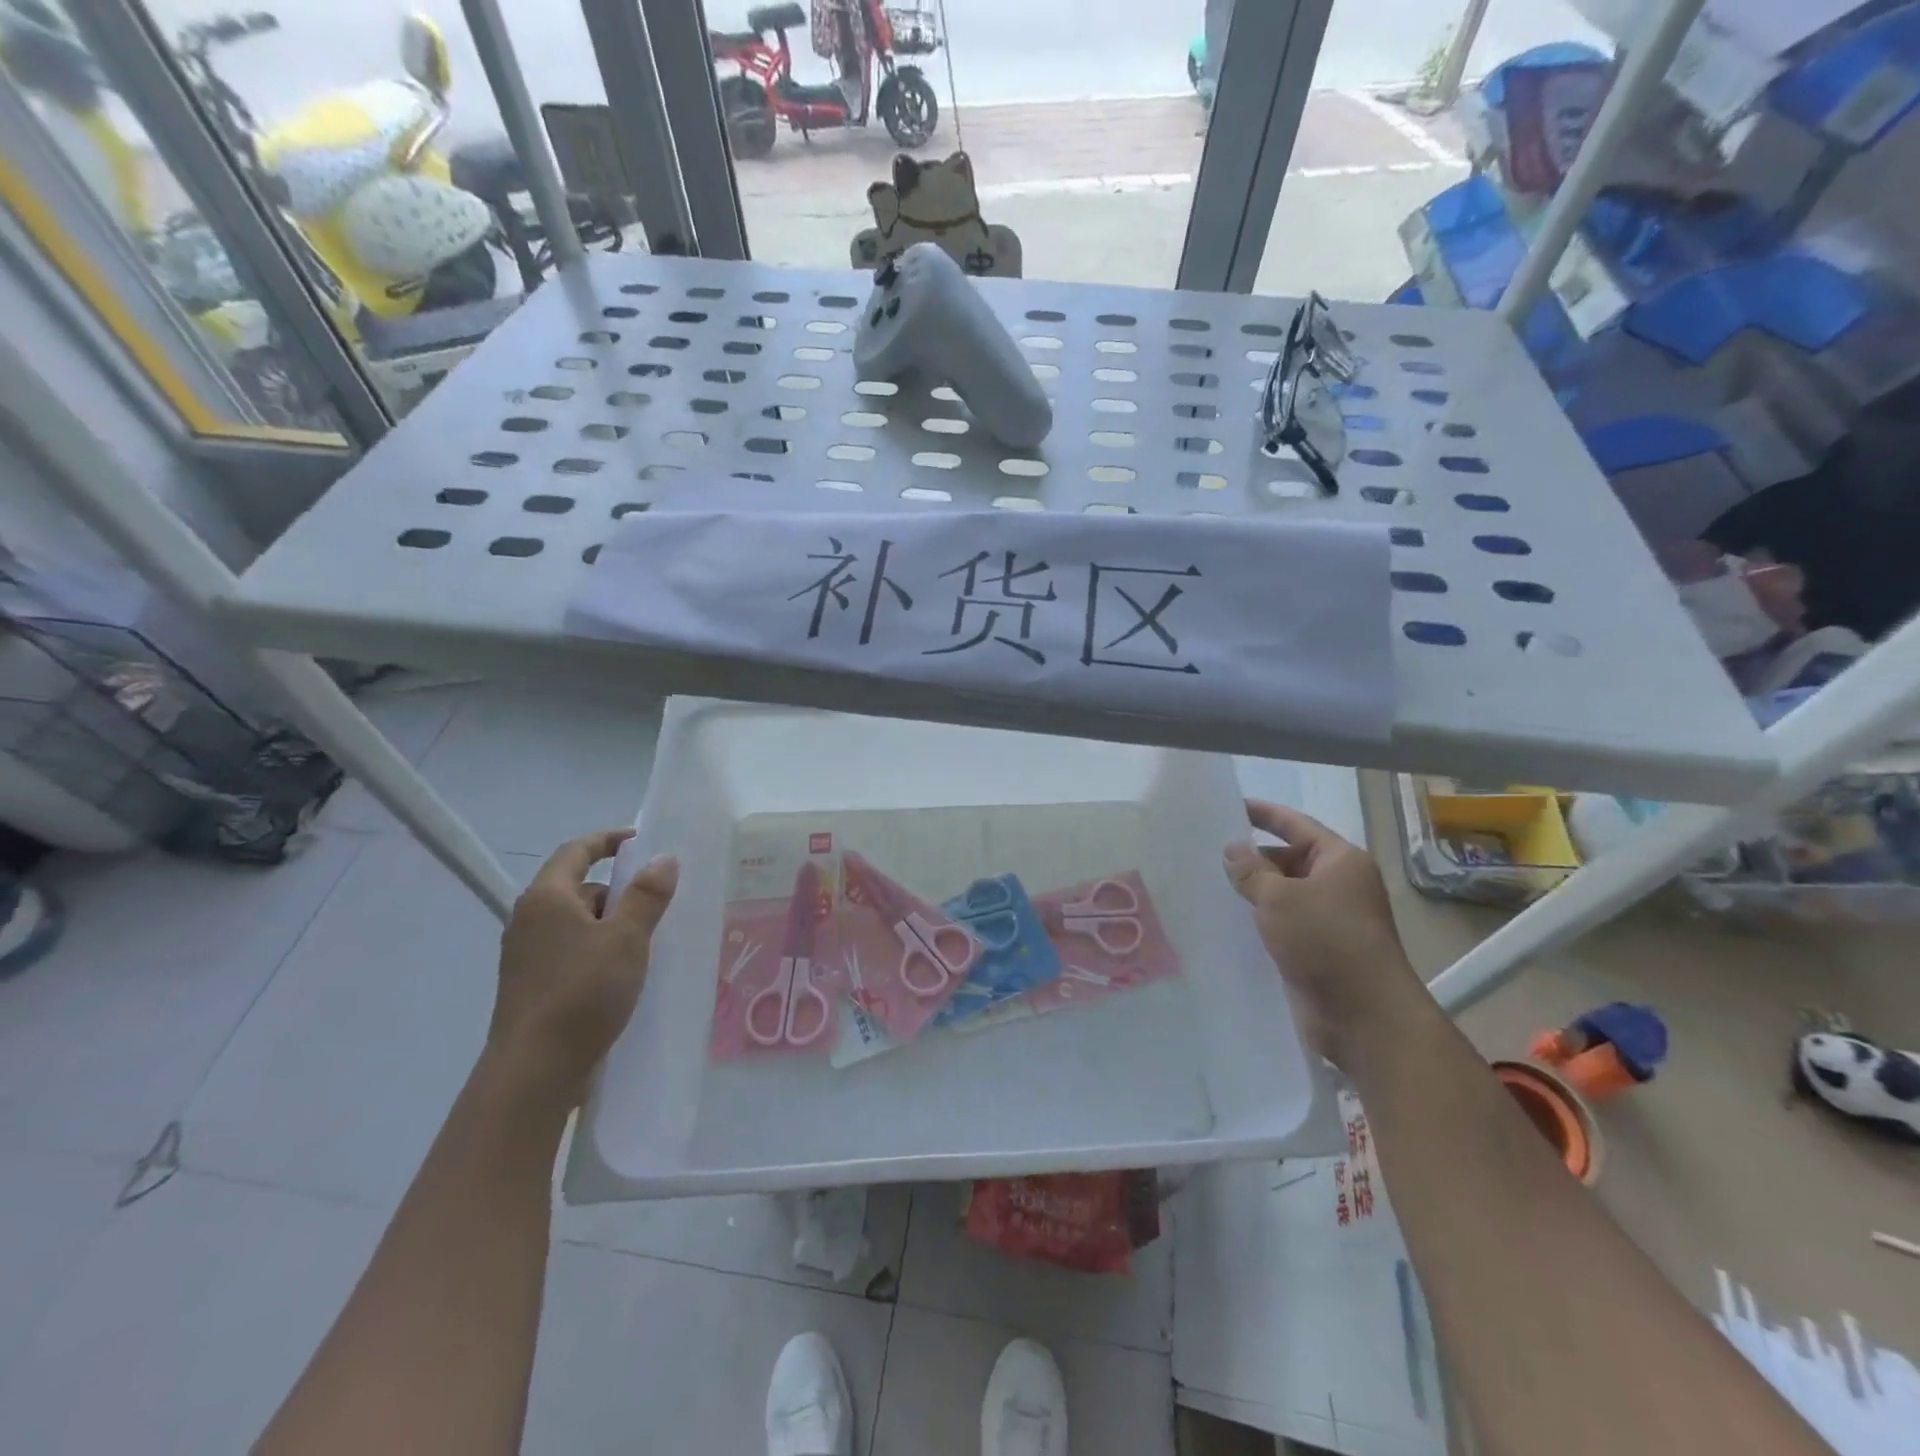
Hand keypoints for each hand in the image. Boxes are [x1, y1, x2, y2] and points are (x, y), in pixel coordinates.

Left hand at [488, 830, 678, 1108]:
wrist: (534, 1072)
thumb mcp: (626, 938)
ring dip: (610, 925)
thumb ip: (646, 895)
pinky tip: (624, 974)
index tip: (641, 841)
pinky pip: (571, 953)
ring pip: (576, 924)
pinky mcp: (532, 987)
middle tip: (657, 902)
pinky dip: (598, 951)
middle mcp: (528, 920)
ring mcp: (526, 956)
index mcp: (546, 898)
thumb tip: (663, 858)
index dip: (608, 840)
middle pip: (578, 889)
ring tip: (648, 941)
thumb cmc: (582, 992)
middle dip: (618, 891)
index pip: (576, 850)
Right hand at [1222, 801, 1432, 1072]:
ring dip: (1252, 892)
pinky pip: (1282, 925)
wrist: (1364, 1017)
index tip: (1230, 806)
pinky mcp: (1317, 950)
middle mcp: (1339, 885)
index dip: (1263, 814)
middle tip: (1206, 853)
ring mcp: (1329, 920)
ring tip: (1207, 885)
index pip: (1296, 825)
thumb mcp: (1280, 897)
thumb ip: (1251, 870)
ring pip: (1283, 895)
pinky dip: (1258, 920)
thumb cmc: (1327, 941)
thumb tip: (1232, 849)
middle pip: (1288, 859)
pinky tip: (1226, 922)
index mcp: (1340, 861)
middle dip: (1251, 857)